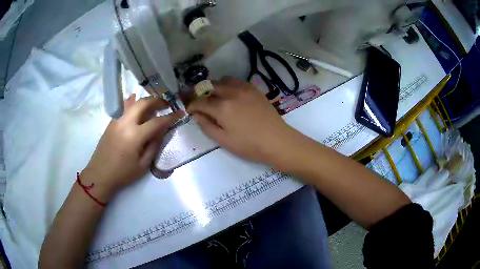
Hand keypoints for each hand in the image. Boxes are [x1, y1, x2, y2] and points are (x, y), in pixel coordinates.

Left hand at [81, 95, 182, 201]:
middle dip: (157, 101)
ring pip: (132, 103)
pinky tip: (135, 102)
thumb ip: (153, 147)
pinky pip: (123, 109)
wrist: (99, 175)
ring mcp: (116, 121)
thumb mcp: (143, 166)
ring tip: (153, 103)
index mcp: (135, 136)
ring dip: (145, 100)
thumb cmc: (123, 174)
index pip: (157, 122)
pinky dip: (132, 103)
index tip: (180, 113)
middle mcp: (125, 123)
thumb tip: (160, 132)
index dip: (171, 117)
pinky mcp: (111, 123)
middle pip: (143, 103)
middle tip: (166, 104)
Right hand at [187, 77, 294, 164]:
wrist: (277, 141)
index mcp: (222, 108)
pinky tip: (230, 93)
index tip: (189, 109)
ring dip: (215, 86)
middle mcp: (231, 93)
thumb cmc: (249, 145)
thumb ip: (207, 126)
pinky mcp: (254, 89)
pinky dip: (229, 84)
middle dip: (201, 93)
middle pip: (210, 86)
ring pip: (224, 80)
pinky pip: (237, 81)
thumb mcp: (224, 141)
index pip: (200, 101)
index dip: (192, 105)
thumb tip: (196, 115)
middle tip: (200, 102)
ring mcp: (244, 89)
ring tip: (214, 95)